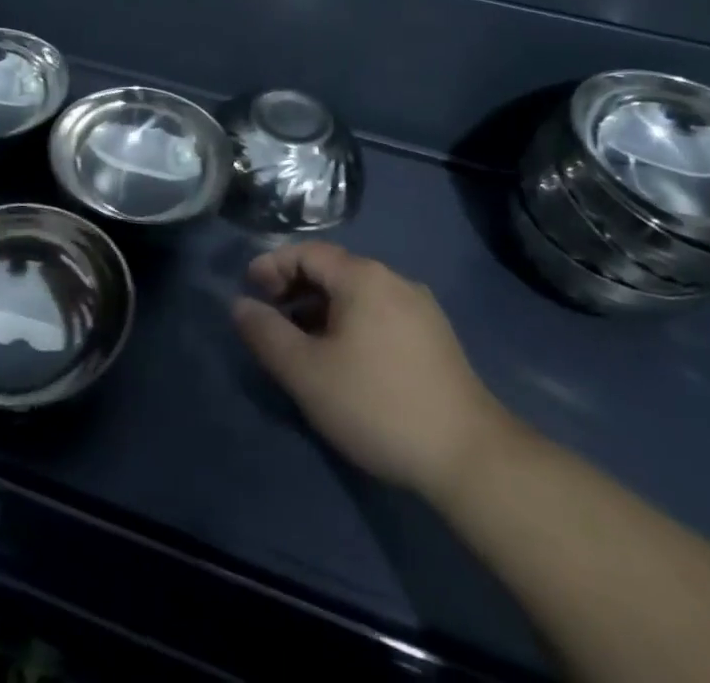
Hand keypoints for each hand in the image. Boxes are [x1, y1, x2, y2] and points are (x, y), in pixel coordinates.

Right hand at [232, 241, 510, 495]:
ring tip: (302, 343)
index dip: (272, 266)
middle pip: (333, 270)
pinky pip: (379, 314)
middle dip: (295, 288)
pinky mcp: (436, 338)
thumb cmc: (377, 405)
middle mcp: (394, 280)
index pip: (307, 253)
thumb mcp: (307, 373)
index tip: (249, 290)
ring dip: (322, 309)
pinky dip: (350, 323)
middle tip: (271, 318)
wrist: (470, 457)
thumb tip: (239, 306)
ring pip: (357, 295)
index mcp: (363, 277)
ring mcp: (420, 308)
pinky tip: (344, 360)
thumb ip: (266, 334)